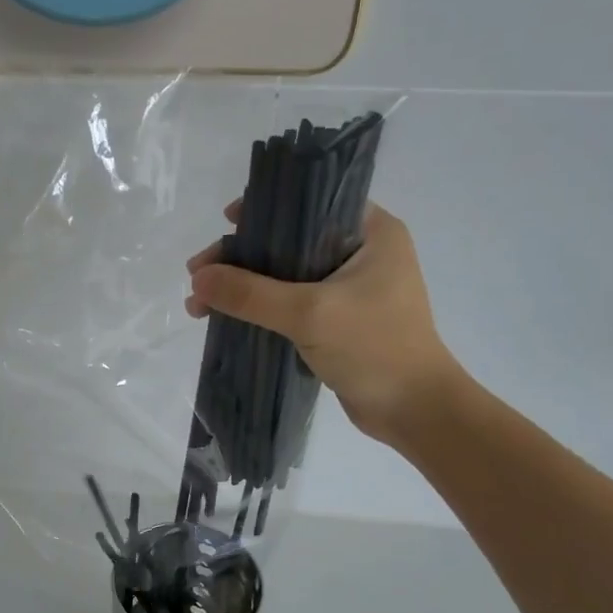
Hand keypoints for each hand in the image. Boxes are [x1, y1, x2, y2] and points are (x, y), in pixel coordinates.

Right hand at [186, 202, 458, 444]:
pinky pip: (292, 303)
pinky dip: (260, 309)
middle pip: (290, 240)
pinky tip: (226, 318)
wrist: (414, 411)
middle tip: (198, 273)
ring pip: (286, 275)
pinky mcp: (339, 320)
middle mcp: (363, 253)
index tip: (226, 222)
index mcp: (371, 232)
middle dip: (241, 257)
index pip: (311, 202)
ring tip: (199, 304)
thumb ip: (251, 294)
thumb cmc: (374, 348)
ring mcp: (351, 289)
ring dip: (244, 286)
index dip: (265, 208)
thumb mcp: (309, 314)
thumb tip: (197, 279)